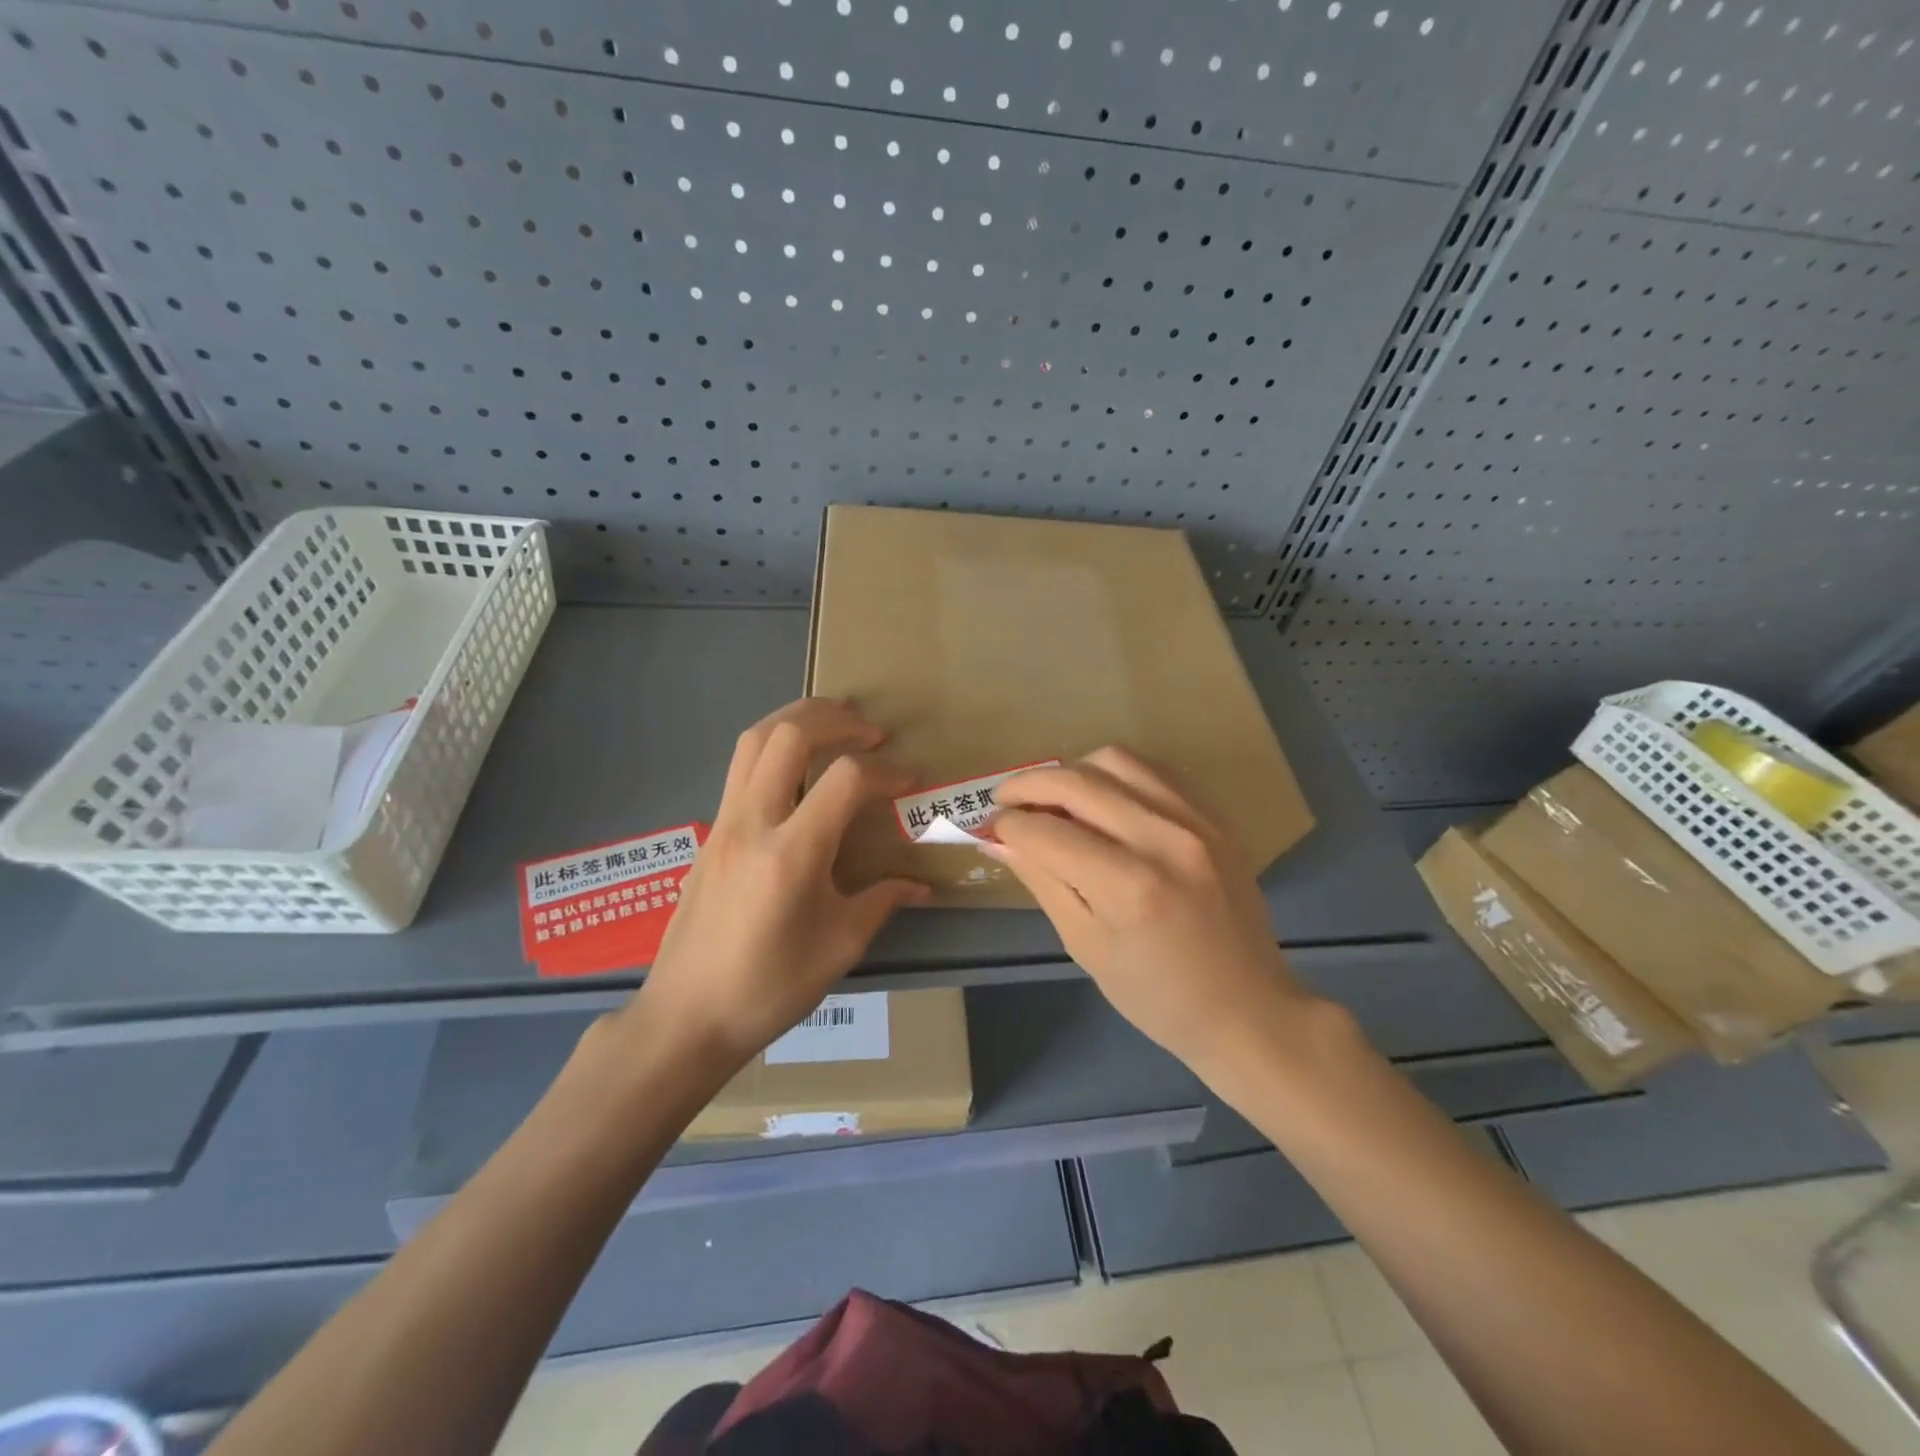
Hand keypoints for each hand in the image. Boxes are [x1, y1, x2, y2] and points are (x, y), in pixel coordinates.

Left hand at [621, 699, 929, 1071]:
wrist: (686, 1016)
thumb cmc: (768, 988)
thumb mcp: (839, 947)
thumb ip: (882, 902)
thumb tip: (919, 884)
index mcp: (791, 854)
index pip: (845, 779)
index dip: (885, 772)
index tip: (909, 783)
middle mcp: (752, 823)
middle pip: (789, 734)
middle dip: (836, 719)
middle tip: (871, 732)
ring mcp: (724, 823)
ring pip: (754, 739)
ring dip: (798, 720)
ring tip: (834, 728)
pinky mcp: (711, 832)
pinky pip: (741, 766)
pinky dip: (776, 747)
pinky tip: (799, 772)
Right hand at [988, 747, 1316, 1073]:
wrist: (1248, 1009)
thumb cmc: (1158, 998)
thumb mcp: (1086, 947)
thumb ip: (1043, 881)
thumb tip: (998, 840)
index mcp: (1130, 887)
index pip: (1047, 832)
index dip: (1008, 826)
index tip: (990, 830)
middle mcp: (1165, 839)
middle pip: (1077, 782)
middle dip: (1027, 785)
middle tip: (1004, 801)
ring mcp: (1197, 821)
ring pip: (1116, 759)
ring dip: (1072, 771)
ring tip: (1054, 798)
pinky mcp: (1215, 816)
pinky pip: (1153, 770)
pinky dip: (1115, 775)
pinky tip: (1101, 799)